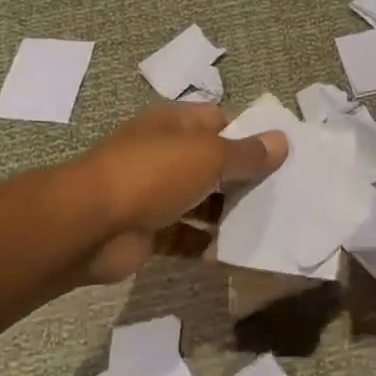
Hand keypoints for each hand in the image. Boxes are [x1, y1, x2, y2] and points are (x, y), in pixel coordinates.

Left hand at [74, 104, 286, 284]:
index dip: (249, 134)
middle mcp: (164, 155)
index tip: (281, 156)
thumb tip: (281, 141)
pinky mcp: (149, 233)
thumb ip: (247, 153)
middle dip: (244, 179)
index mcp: (174, 125)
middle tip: (284, 196)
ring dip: (228, 216)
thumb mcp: (208, 156)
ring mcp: (154, 195)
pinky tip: (232, 254)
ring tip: (266, 226)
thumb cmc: (152, 175)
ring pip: (201, 203)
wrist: (91, 226)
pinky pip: (186, 238)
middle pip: (213, 164)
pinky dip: (206, 246)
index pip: (219, 121)